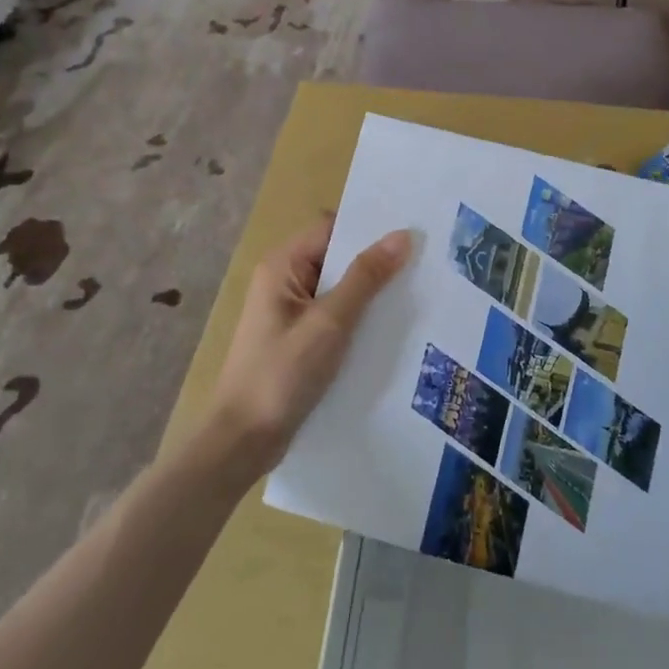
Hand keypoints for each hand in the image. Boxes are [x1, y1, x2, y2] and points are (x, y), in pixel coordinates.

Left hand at [205, 218, 412, 479]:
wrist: (243, 442)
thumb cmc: (281, 375)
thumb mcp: (329, 323)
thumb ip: (365, 278)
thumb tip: (402, 235)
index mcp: (283, 266)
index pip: (332, 228)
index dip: (369, 227)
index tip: (413, 230)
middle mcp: (285, 281)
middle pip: (337, 256)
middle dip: (376, 259)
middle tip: (426, 260)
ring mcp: (291, 312)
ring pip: (339, 288)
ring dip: (371, 291)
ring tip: (420, 290)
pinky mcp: (299, 339)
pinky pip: (335, 315)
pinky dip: (360, 317)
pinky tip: (392, 326)